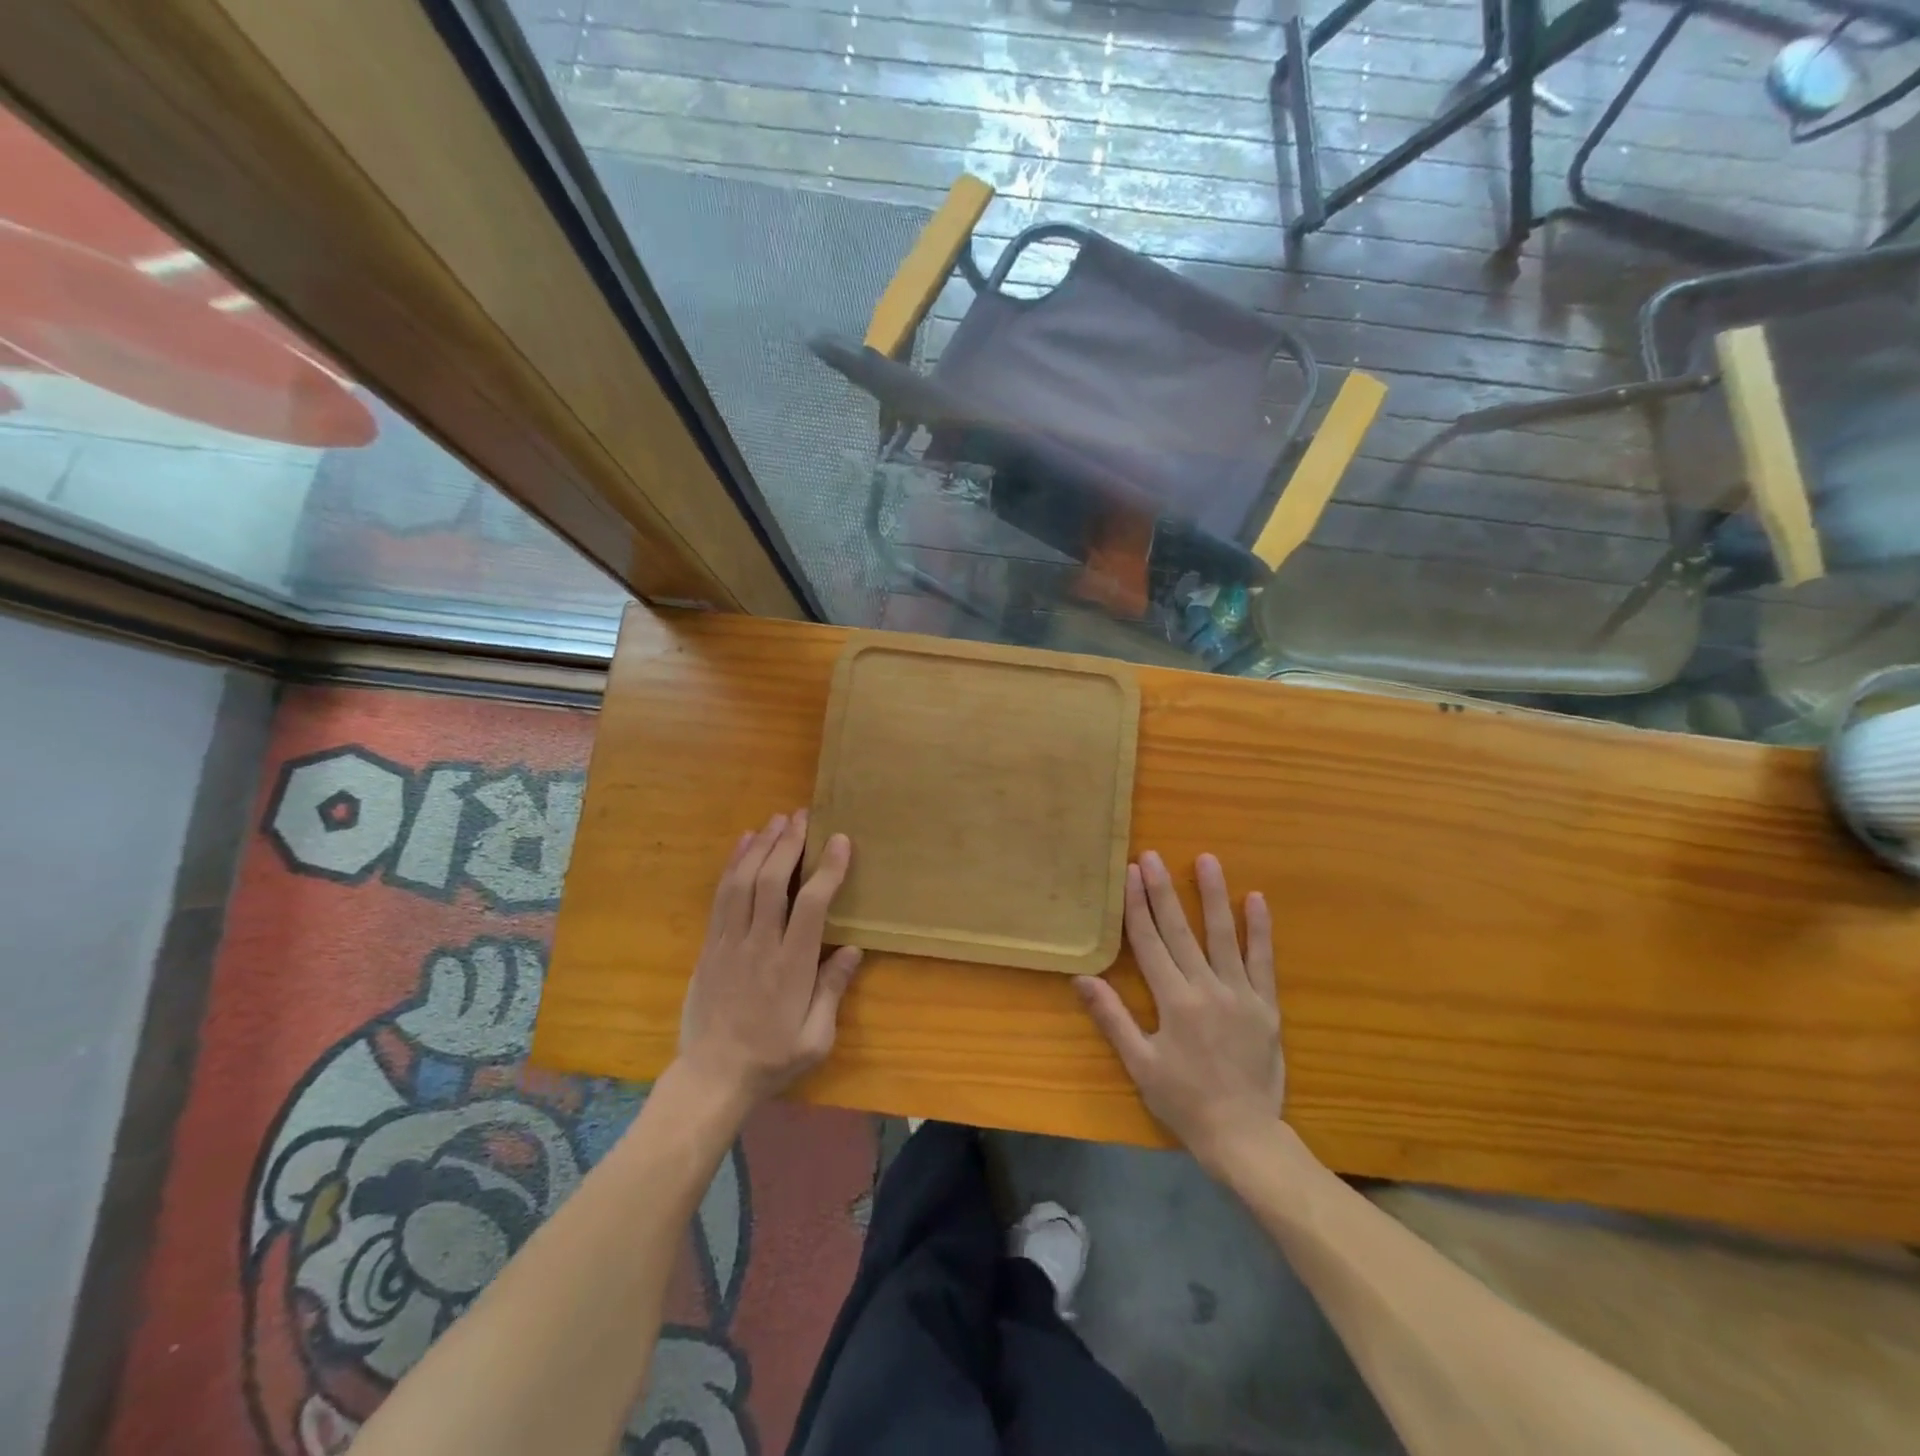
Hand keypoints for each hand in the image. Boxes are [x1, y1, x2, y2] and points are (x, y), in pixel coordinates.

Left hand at [674, 810, 862, 1111]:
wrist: (712, 1078)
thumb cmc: (771, 1059)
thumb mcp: (816, 1038)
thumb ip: (833, 990)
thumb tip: (853, 949)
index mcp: (792, 966)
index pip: (812, 905)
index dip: (827, 868)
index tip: (840, 840)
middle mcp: (760, 945)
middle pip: (773, 881)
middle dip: (789, 843)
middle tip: (804, 815)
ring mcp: (729, 943)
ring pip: (743, 882)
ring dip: (761, 846)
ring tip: (777, 819)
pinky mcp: (710, 946)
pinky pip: (720, 896)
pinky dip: (732, 864)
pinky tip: (743, 843)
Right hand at [1076, 850, 1283, 1174]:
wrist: (1244, 1136)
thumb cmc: (1184, 1101)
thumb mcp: (1140, 1064)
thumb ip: (1113, 1017)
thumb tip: (1082, 978)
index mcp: (1174, 1001)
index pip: (1149, 942)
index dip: (1138, 906)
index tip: (1131, 873)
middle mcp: (1206, 988)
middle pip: (1180, 930)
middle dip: (1164, 890)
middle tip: (1154, 855)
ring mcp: (1241, 994)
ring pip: (1223, 936)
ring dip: (1213, 895)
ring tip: (1208, 859)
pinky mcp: (1267, 1006)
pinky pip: (1263, 961)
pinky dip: (1260, 930)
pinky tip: (1256, 899)